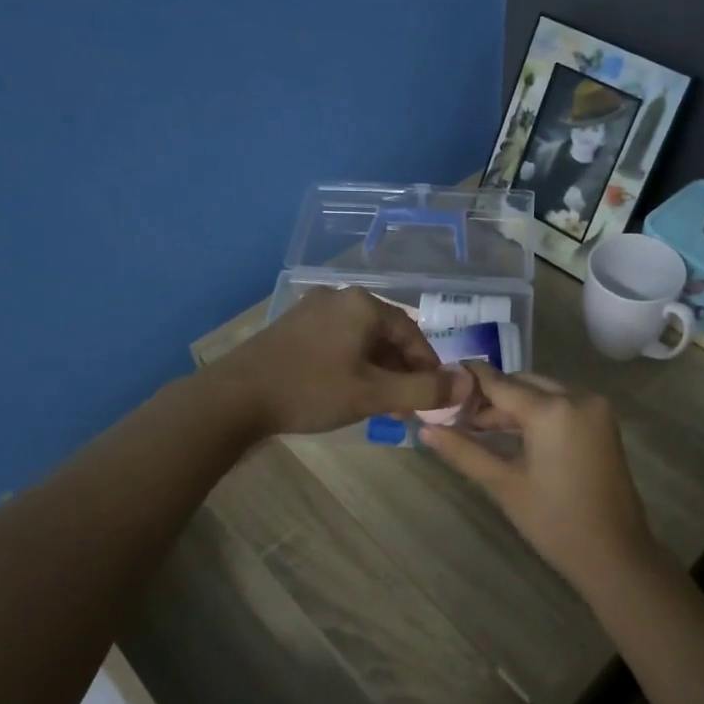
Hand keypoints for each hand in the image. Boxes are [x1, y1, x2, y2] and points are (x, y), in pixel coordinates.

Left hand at [211, 287, 455, 437]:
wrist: (234, 397)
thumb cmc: (311, 390)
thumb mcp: (373, 394)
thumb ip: (424, 390)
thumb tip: (468, 383)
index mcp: (363, 304)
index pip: (412, 333)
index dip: (428, 367)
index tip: (432, 398)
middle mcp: (339, 297)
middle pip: (386, 335)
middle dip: (401, 371)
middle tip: (406, 406)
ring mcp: (312, 310)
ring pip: (361, 340)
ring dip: (378, 371)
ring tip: (380, 404)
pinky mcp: (293, 327)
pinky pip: (337, 342)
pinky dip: (352, 365)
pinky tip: (348, 391)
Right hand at [420, 364, 658, 592]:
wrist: (615, 555)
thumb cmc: (555, 522)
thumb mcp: (504, 484)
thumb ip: (463, 451)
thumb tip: (425, 430)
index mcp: (553, 410)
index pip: (500, 383)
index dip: (470, 379)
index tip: (441, 378)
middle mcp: (578, 397)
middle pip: (522, 384)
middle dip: (490, 396)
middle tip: (455, 415)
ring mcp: (595, 409)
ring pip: (542, 393)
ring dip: (512, 406)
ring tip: (476, 428)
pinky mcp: (602, 423)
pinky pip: (561, 405)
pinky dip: (536, 414)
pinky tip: (511, 433)